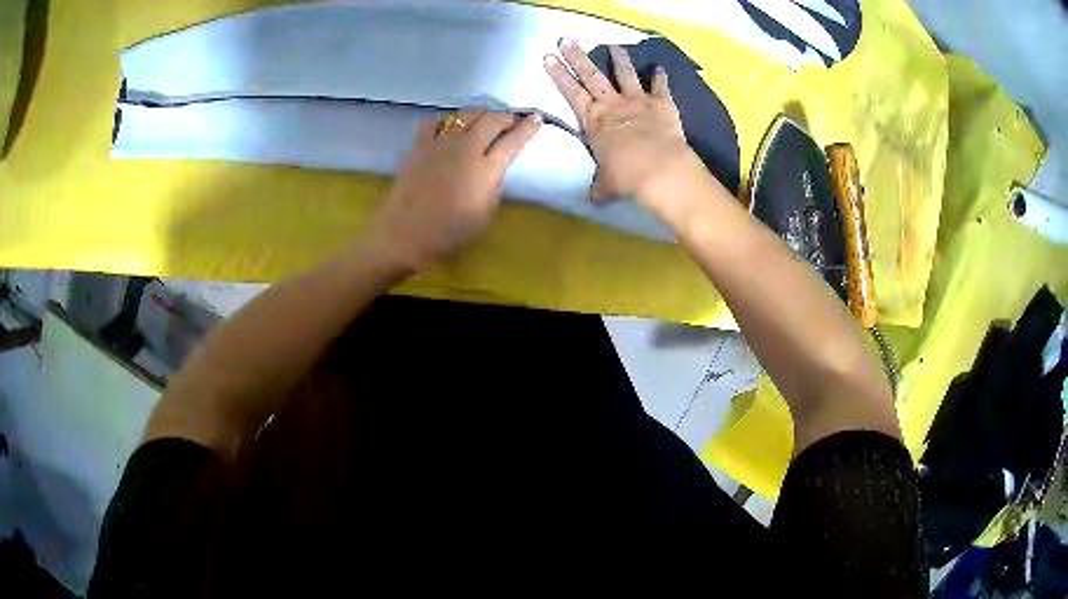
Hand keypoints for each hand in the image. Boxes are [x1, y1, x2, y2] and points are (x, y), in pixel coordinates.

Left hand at [373, 109, 541, 269]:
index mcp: (486, 169)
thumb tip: (495, 167)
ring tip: (484, 120)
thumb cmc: (450, 232)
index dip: (528, 127)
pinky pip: (434, 121)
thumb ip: (494, 185)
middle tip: (511, 121)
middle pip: (493, 119)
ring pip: (466, 114)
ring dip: (481, 113)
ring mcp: (441, 143)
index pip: (513, 140)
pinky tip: (449, 126)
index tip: (536, 119)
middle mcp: (466, 148)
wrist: (406, 234)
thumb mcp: (486, 214)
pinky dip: (446, 119)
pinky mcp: (419, 145)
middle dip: (507, 116)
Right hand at [544, 38, 701, 217]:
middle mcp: (612, 104)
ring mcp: (637, 100)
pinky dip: (660, 76)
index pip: (570, 91)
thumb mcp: (607, 184)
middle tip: (566, 38)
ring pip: (625, 73)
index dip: (558, 74)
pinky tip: (659, 68)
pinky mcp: (662, 103)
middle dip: (577, 55)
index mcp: (593, 120)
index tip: (548, 56)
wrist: (661, 171)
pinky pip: (660, 86)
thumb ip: (600, 186)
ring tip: (614, 46)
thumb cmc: (627, 177)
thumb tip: (595, 198)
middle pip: (591, 74)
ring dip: (619, 58)